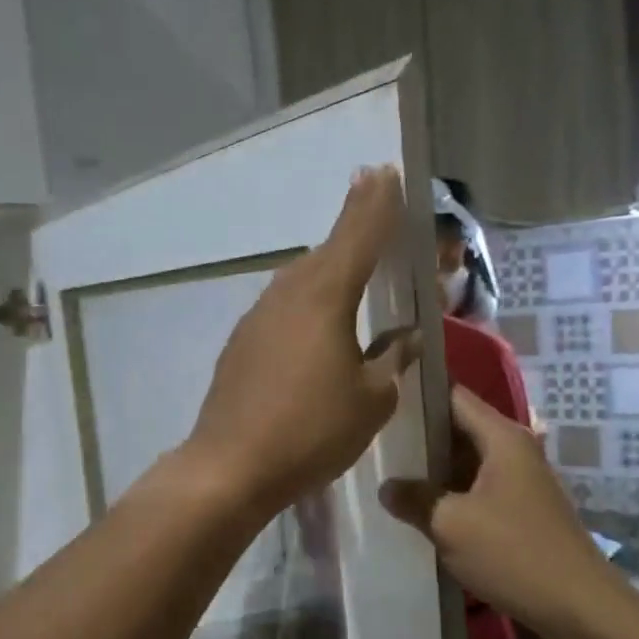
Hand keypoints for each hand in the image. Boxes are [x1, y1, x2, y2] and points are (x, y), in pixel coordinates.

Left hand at [183, 167, 418, 518]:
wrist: (231, 466)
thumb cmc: (312, 430)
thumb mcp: (372, 399)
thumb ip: (392, 359)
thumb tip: (406, 336)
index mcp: (325, 297)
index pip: (358, 236)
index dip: (376, 204)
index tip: (385, 172)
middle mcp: (288, 295)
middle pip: (327, 251)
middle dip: (353, 226)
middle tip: (373, 204)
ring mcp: (257, 318)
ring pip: (300, 279)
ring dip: (327, 266)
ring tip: (350, 264)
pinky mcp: (241, 344)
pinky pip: (282, 307)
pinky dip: (305, 301)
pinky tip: (314, 322)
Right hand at [381, 387, 618, 638]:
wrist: (580, 608)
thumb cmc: (514, 553)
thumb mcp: (452, 525)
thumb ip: (414, 499)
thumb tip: (386, 487)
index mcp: (502, 438)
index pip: (453, 396)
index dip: (417, 394)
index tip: (380, 401)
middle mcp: (514, 449)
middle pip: (459, 428)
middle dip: (419, 436)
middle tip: (374, 442)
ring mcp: (520, 481)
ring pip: (466, 461)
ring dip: (433, 469)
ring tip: (387, 472)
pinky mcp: (521, 510)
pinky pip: (477, 488)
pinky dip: (450, 493)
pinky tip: (420, 508)